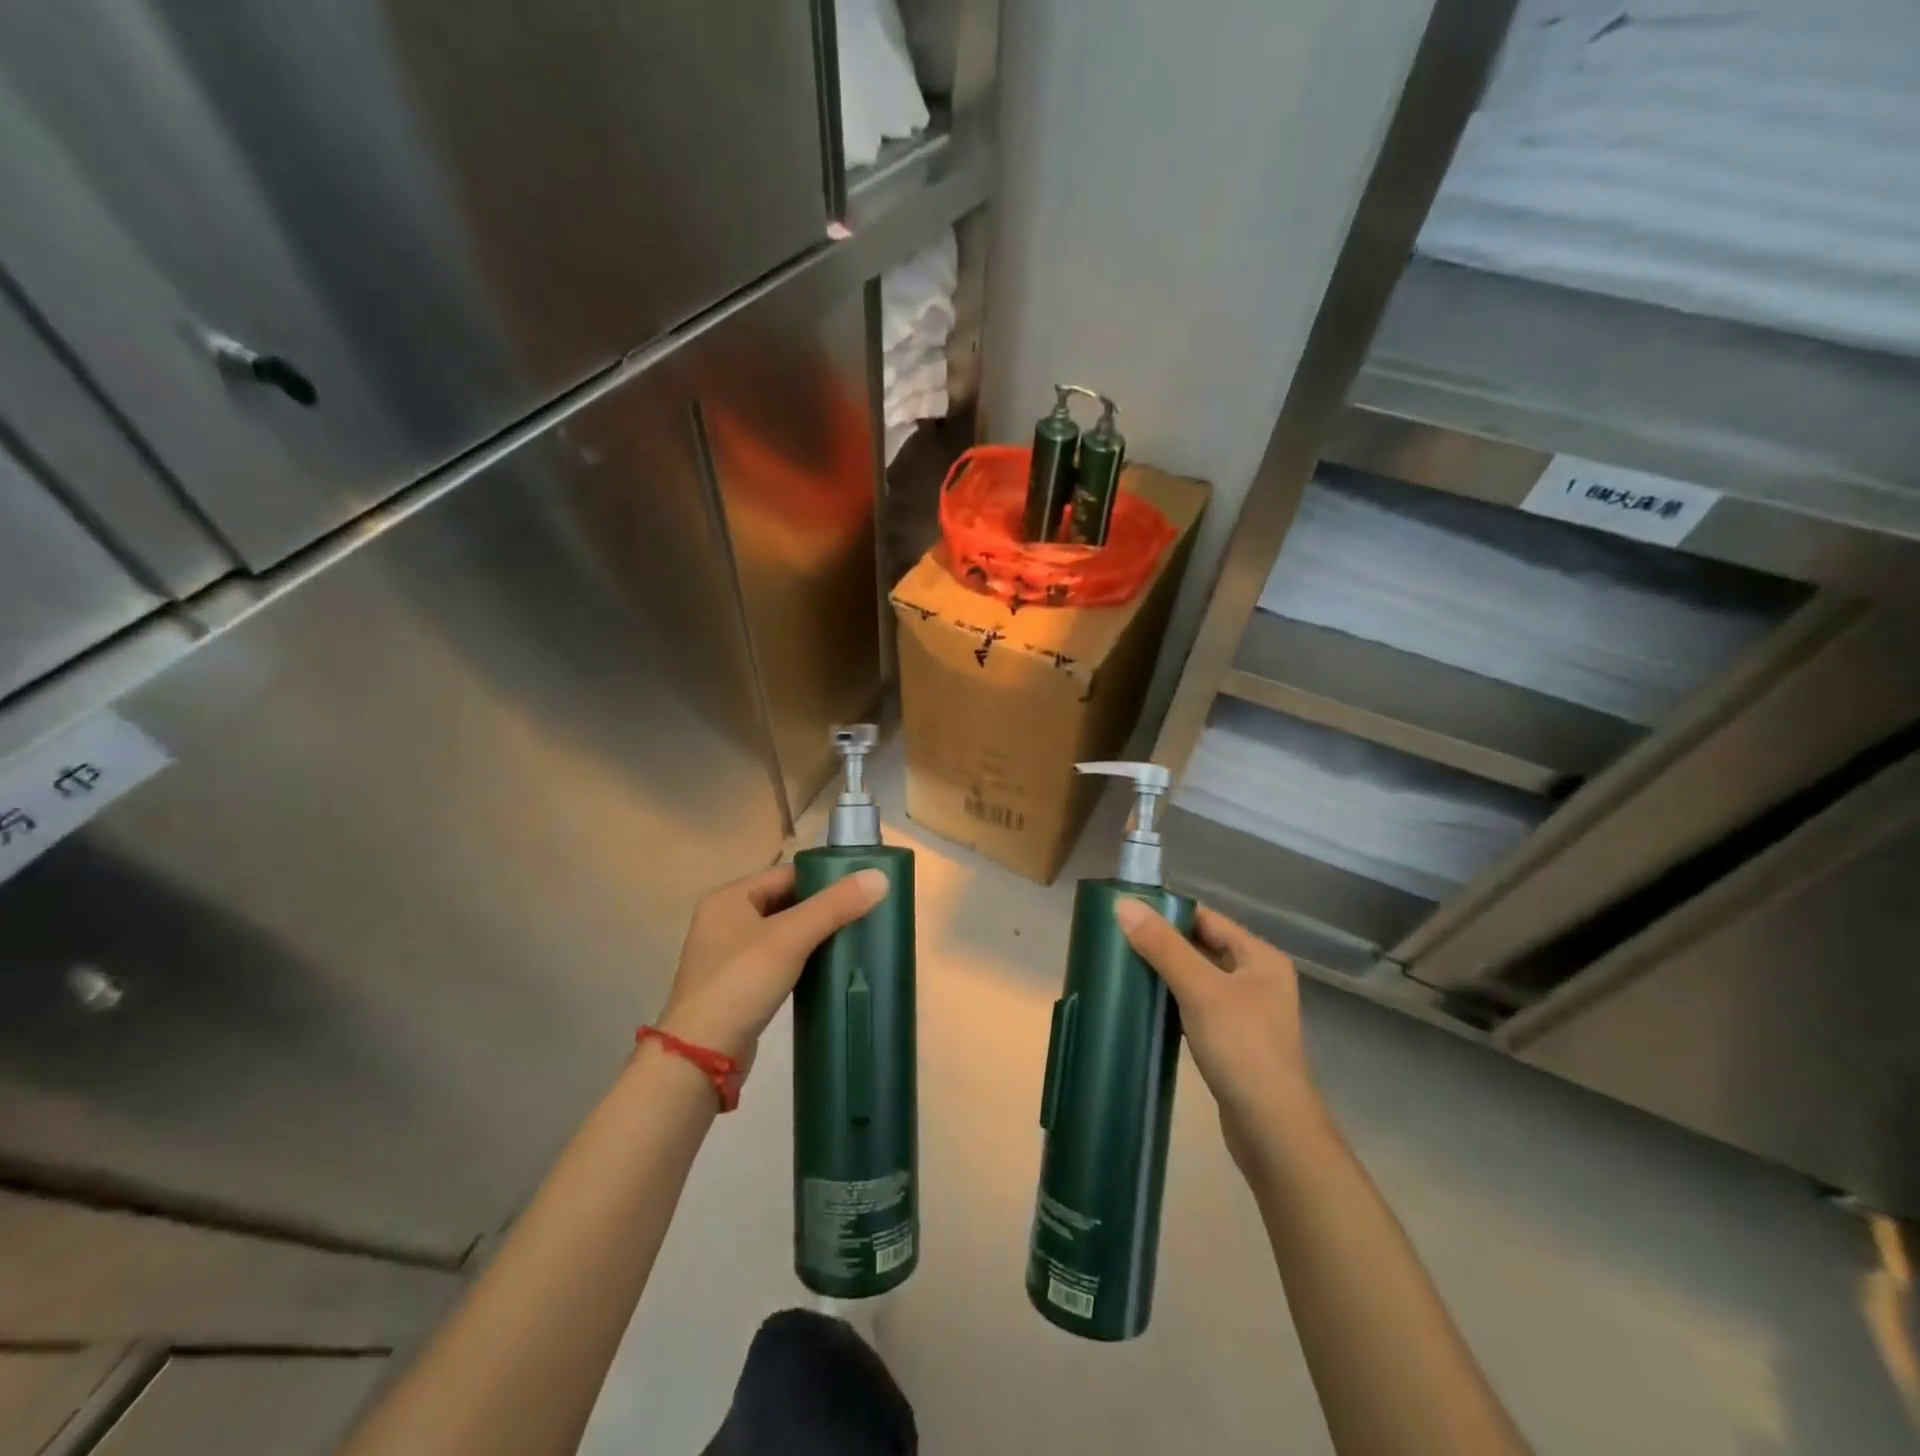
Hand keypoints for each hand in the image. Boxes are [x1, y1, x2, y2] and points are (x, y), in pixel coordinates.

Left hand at [656, 863, 888, 1075]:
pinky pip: (777, 960)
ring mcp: (728, 954)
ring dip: (813, 936)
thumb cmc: (741, 982)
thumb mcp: (790, 938)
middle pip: (785, 902)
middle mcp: (724, 919)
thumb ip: (834, 906)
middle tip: (863, 915)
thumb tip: (881, 877)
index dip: (824, 879)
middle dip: (822, 909)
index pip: (787, 874)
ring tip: (852, 940)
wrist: (700, 1056)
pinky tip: (826, 969)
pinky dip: (801, 960)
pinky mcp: (737, 985)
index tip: (862, 890)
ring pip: (782, 933)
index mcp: (729, 897)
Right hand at [1115, 901, 1322, 1175]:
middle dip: (1165, 943)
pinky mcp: (1235, 1042)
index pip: (1208, 919)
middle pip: (1204, 947)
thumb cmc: (1241, 1047)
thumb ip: (1163, 946)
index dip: (1170, 913)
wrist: (1272, 1129)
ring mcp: (1248, 1013)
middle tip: (1120, 939)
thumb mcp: (1200, 989)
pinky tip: (1147, 1006)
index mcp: (1260, 958)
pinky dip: (1174, 1002)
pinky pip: (1199, 1008)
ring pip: (1200, 979)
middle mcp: (1259, 979)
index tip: (1129, 912)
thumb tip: (1124, 904)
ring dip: (1168, 974)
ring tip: (1126, 968)